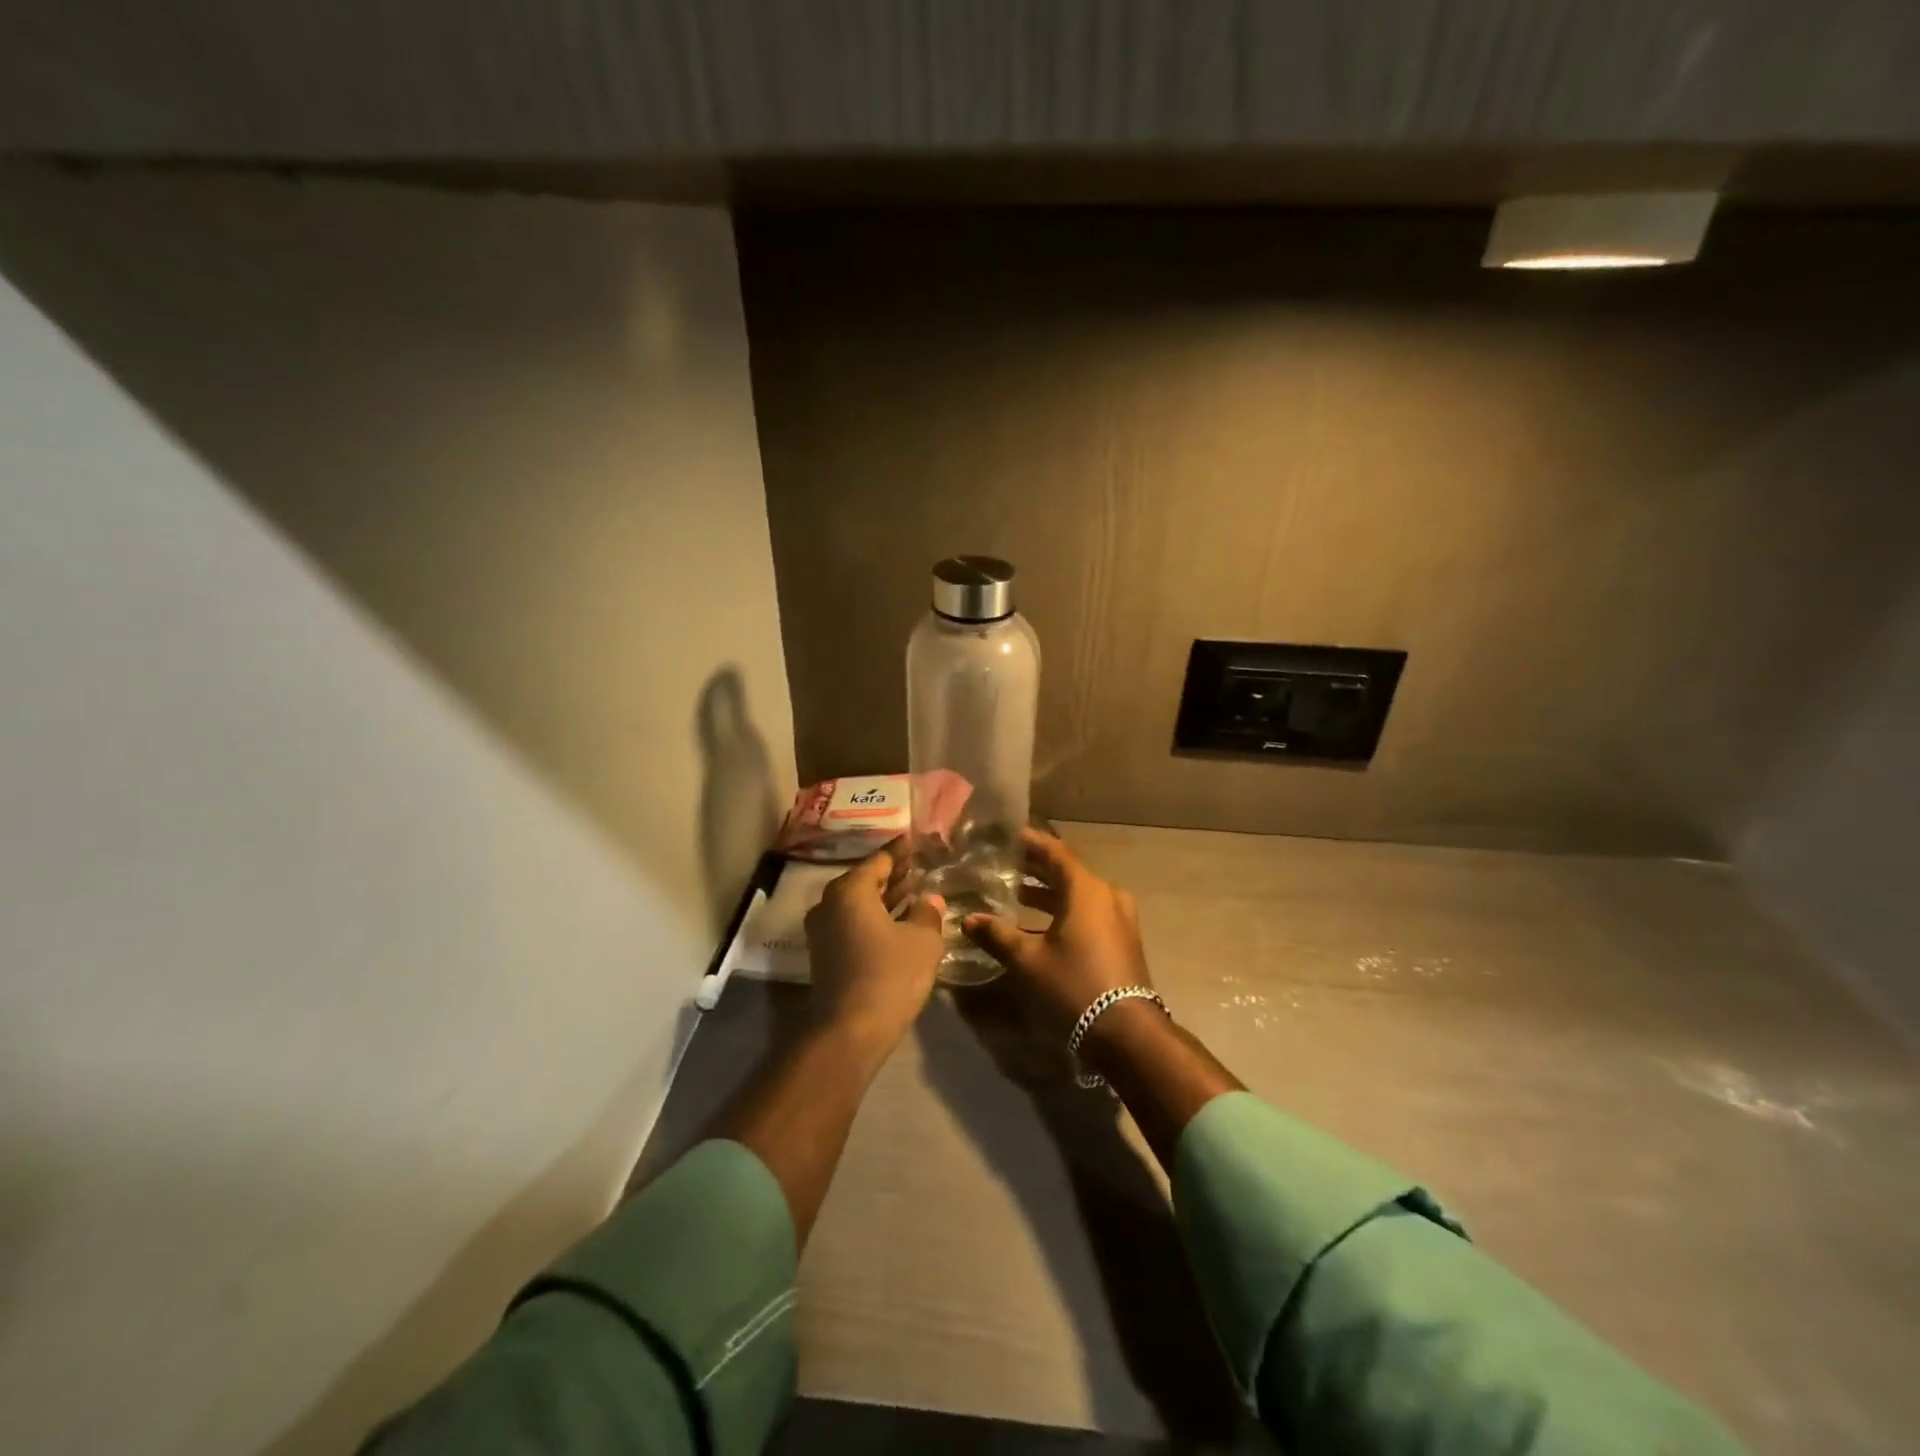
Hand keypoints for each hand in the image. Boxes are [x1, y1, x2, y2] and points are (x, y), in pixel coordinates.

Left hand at [804, 842, 945, 1050]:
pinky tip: (898, 922)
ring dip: (884, 898)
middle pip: (865, 880)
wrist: (850, 1030)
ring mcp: (822, 930)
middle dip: (893, 874)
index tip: (916, 842)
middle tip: (919, 866)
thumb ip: (928, 913)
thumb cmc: (890, 975)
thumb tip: (930, 899)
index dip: (901, 851)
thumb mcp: (923, 941)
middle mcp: (829, 903)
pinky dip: (874, 917)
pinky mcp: (824, 954)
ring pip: (858, 904)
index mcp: (850, 890)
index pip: (879, 860)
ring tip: (914, 891)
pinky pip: (852, 923)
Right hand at [961, 828, 1154, 1045]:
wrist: (1125, 1031)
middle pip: (1065, 871)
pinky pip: (1087, 911)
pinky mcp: (1120, 938)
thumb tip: (968, 919)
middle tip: (1002, 863)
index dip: (1028, 841)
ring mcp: (1118, 917)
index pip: (1053, 851)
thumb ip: (997, 934)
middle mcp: (1106, 895)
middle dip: (1034, 867)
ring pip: (1076, 893)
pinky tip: (1036, 924)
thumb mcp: (1028, 960)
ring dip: (1046, 891)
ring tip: (1012, 892)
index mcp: (1086, 889)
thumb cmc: (1074, 985)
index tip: (1005, 835)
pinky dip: (1061, 910)